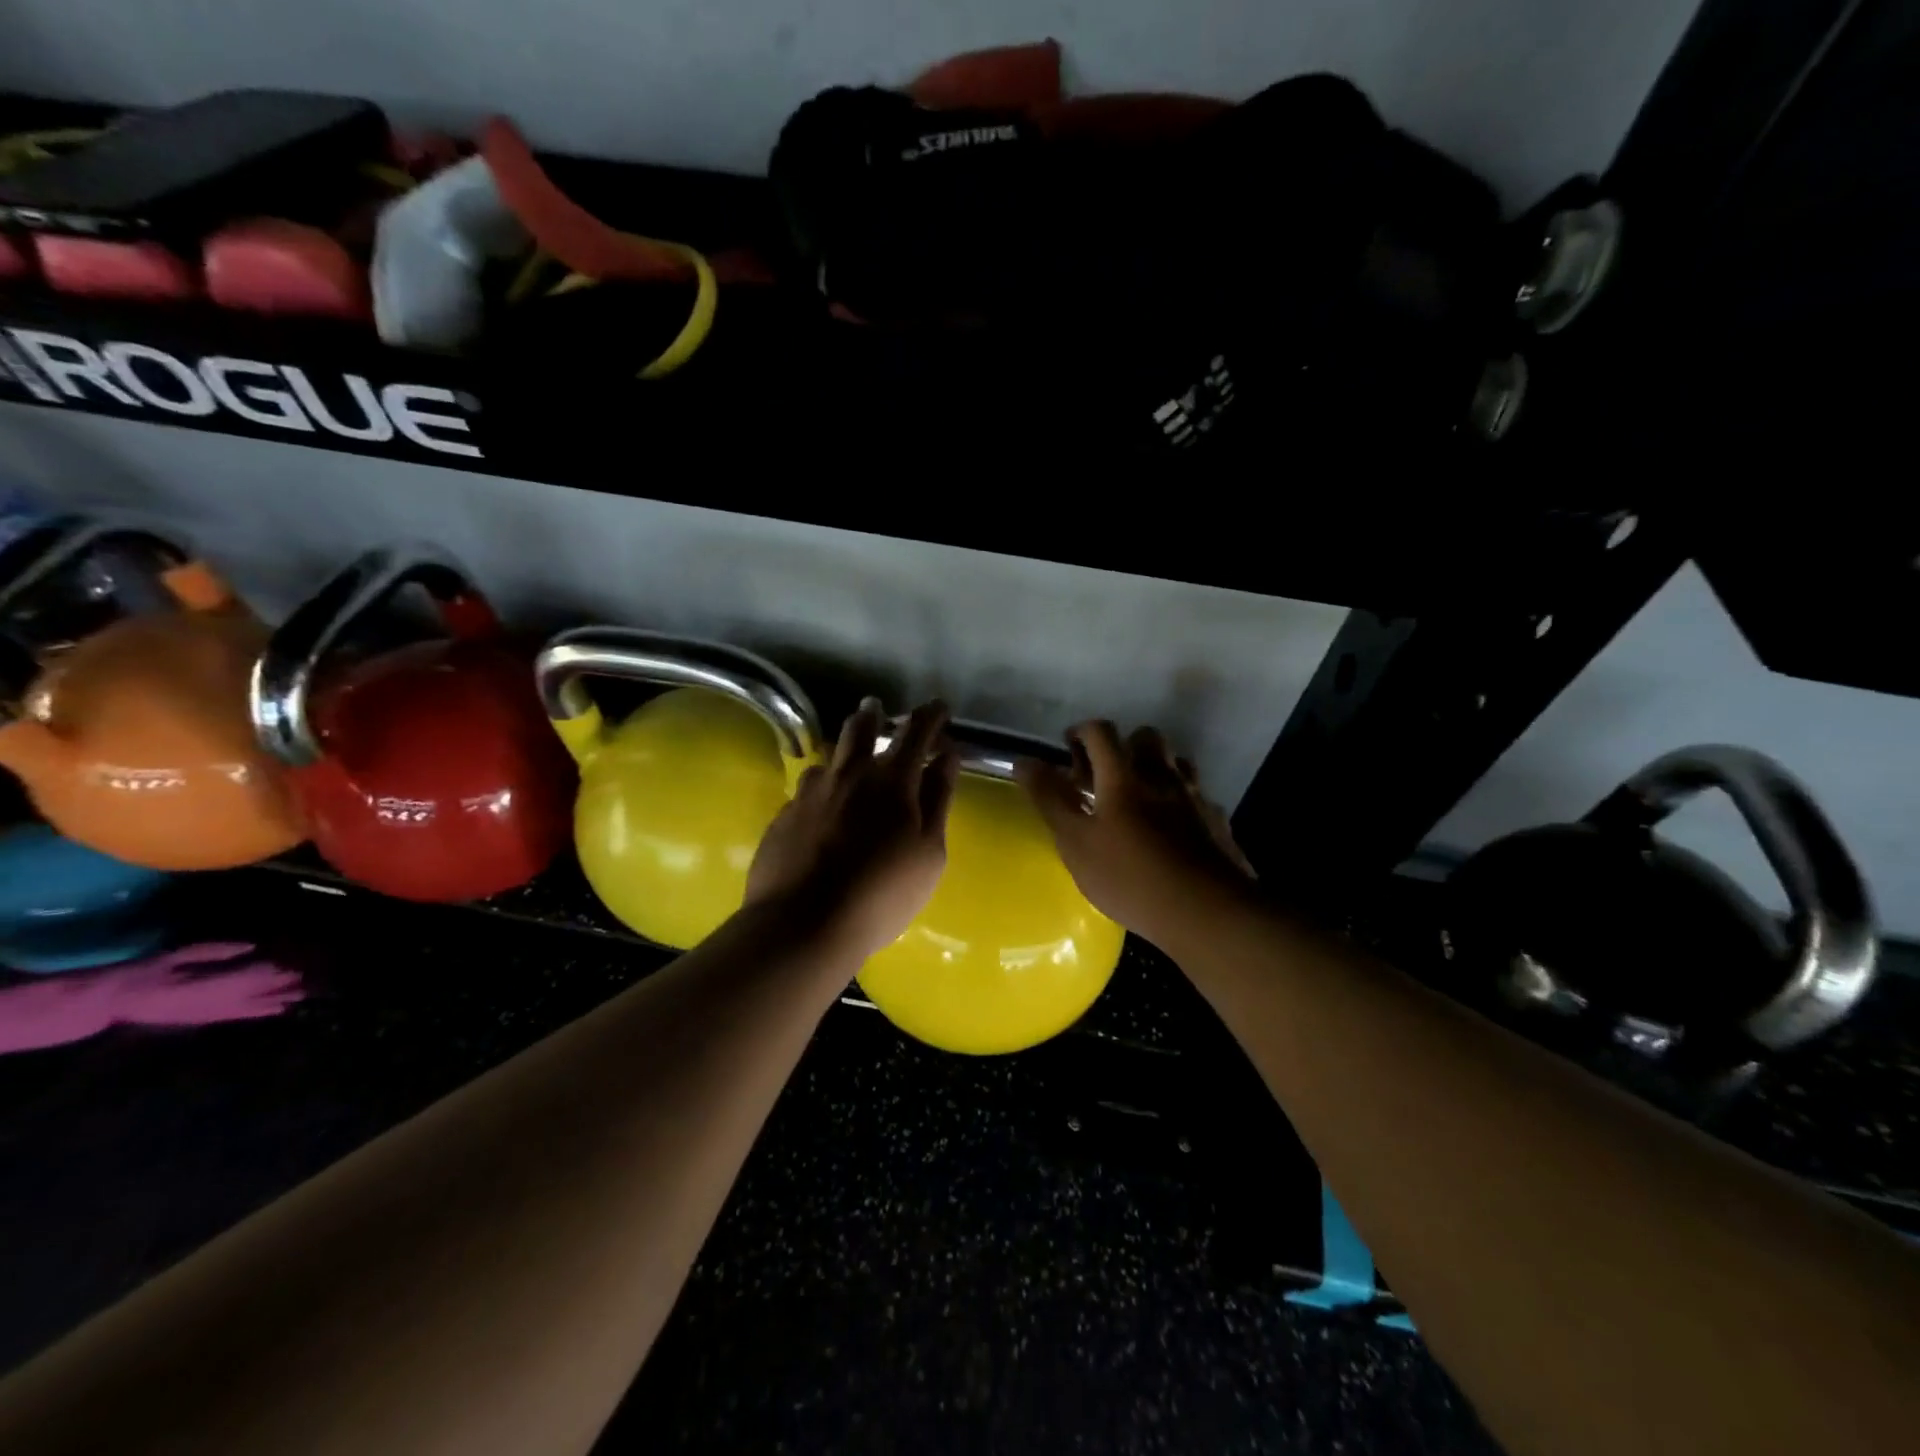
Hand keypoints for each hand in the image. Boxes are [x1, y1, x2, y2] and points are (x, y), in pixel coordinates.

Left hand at [745, 698, 959, 959]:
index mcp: (892, 780)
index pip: (916, 731)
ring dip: (843, 751)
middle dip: (874, 715)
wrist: (802, 924)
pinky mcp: (784, 815)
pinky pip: (807, 788)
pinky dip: (822, 787)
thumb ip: (938, 798)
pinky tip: (822, 807)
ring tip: (848, 761)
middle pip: (860, 728)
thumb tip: (947, 755)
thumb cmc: (882, 893)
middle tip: (878, 710)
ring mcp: (810, 792)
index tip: (939, 707)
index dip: (930, 715)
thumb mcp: (928, 851)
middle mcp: (848, 774)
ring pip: (829, 757)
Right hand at [1017, 721, 1254, 950]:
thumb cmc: (1129, 877)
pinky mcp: (1216, 822)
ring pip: (1176, 762)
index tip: (1067, 748)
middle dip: (1122, 746)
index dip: (1081, 732)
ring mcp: (1194, 798)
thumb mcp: (1075, 842)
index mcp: (1123, 777)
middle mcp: (1162, 776)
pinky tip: (1172, 827)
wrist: (1206, 912)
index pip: (1101, 732)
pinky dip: (1180, 800)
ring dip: (1154, 768)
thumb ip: (1049, 799)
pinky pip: (1197, 796)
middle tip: (1104, 776)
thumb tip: (1023, 761)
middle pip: (1145, 737)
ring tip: (1138, 798)